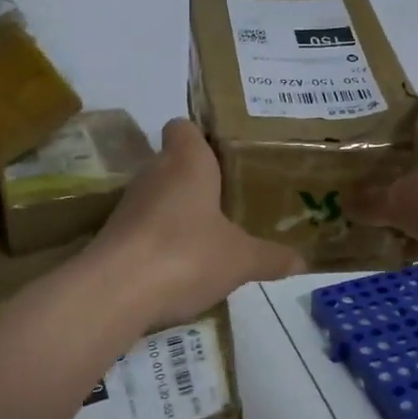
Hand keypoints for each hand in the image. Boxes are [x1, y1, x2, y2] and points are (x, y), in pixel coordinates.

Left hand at [90, 119, 303, 325]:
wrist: (114, 291)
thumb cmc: (186, 254)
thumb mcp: (241, 259)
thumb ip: (271, 257)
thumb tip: (302, 261)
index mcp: (187, 161)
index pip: (184, 126)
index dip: (202, 136)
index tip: (227, 157)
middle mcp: (154, 172)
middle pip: (175, 163)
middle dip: (200, 180)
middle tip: (232, 200)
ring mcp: (129, 204)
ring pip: (159, 196)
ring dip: (180, 211)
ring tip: (212, 234)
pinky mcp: (114, 235)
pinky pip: (145, 226)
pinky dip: (161, 239)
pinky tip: (183, 265)